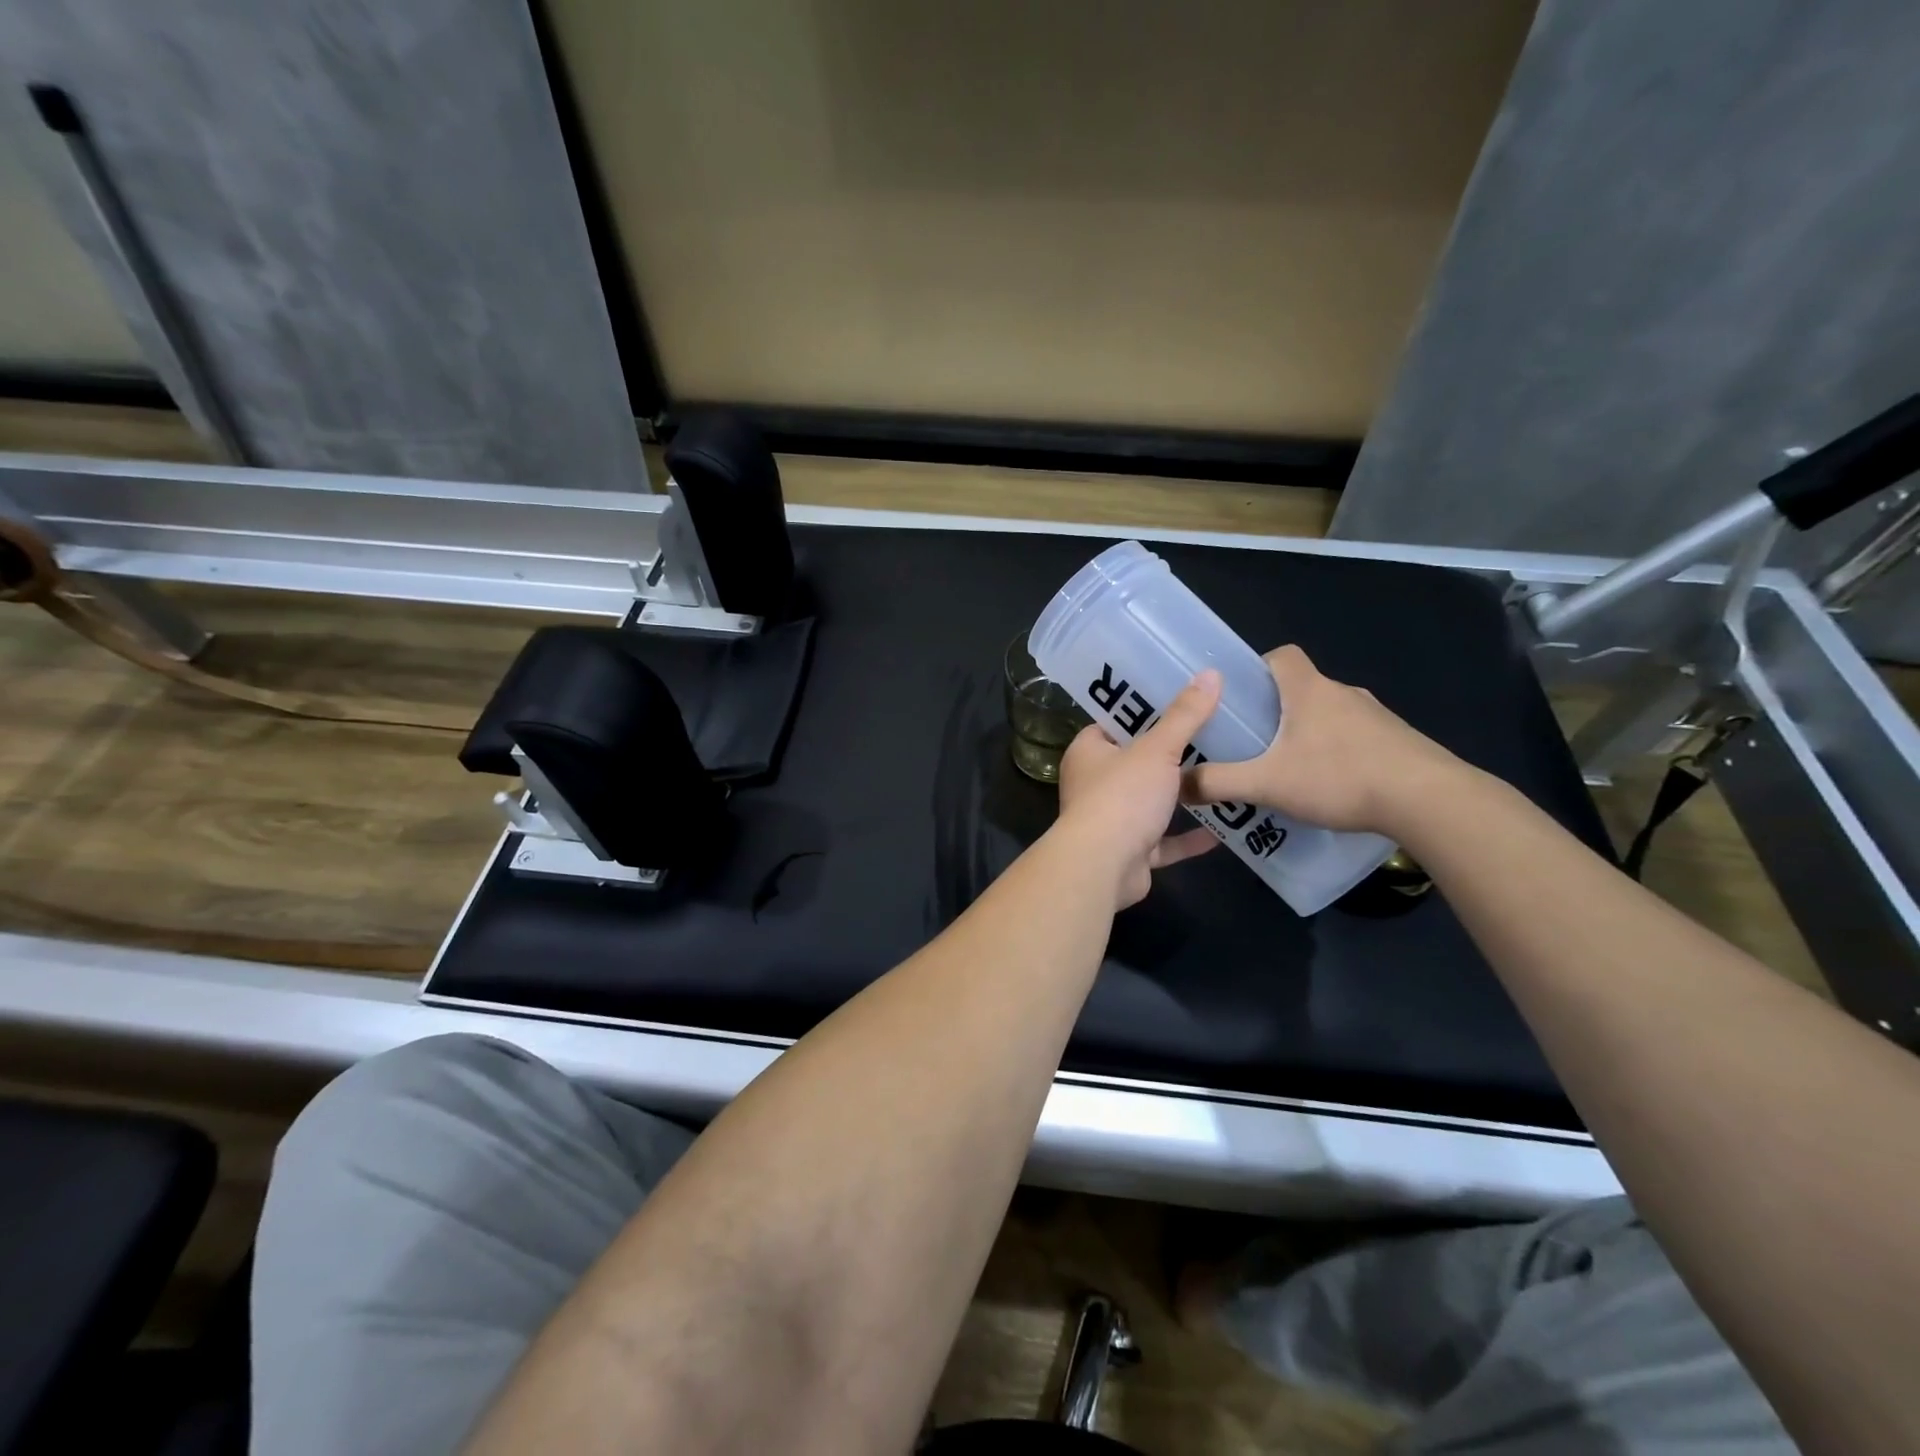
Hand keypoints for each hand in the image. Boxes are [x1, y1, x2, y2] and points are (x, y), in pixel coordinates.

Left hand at [1055, 670, 1222, 908]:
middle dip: (1169, 754)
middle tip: (1213, 734)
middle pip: (1136, 762)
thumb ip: (1185, 716)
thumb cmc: (1122, 796)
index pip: (1114, 723)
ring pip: (1150, 803)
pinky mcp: (1130, 852)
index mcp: (1088, 752)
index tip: (1180, 698)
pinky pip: (1163, 841)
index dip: (1143, 711)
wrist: (1103, 867)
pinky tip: (1221, 830)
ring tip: (1221, 776)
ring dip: (1180, 797)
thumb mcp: (1157, 749)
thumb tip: (1212, 674)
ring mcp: (1111, 820)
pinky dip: (1187, 838)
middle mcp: (1094, 784)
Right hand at [1185, 645, 1465, 836]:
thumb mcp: (1267, 784)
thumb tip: (1176, 784)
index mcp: (1309, 690)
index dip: (1258, 668)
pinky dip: (1339, 754)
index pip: (1282, 655)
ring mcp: (1376, 717)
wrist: (1429, 800)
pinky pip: (1357, 738)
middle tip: (1254, 743)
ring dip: (1310, 734)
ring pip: (1331, 715)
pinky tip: (1332, 787)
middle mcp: (1344, 693)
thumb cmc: (1339, 776)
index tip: (1242, 697)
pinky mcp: (1398, 742)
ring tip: (1290, 771)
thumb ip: (1218, 782)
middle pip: (1303, 688)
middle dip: (1276, 710)